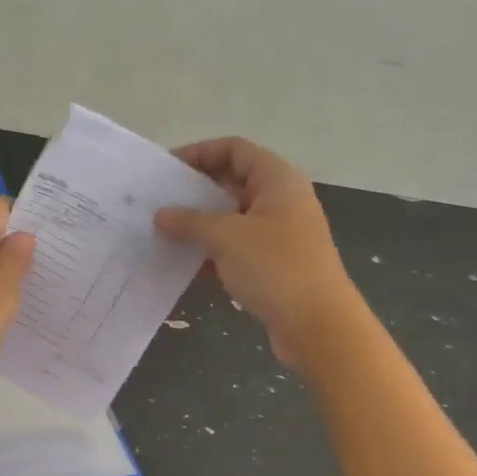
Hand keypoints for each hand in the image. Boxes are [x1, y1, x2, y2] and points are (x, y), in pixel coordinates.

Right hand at [155, 137, 361, 373]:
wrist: (318, 325)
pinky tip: (185, 265)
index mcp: (277, 180)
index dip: (200, 152)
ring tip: (164, 233)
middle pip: (233, 182)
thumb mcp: (226, 238)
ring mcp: (280, 234)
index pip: (235, 149)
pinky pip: (237, 248)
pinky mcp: (274, 265)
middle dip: (196, 191)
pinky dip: (212, 252)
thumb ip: (190, 222)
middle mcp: (281, 201)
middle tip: (159, 202)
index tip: (167, 169)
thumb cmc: (275, 268)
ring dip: (201, 224)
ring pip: (233, 218)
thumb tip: (161, 215)